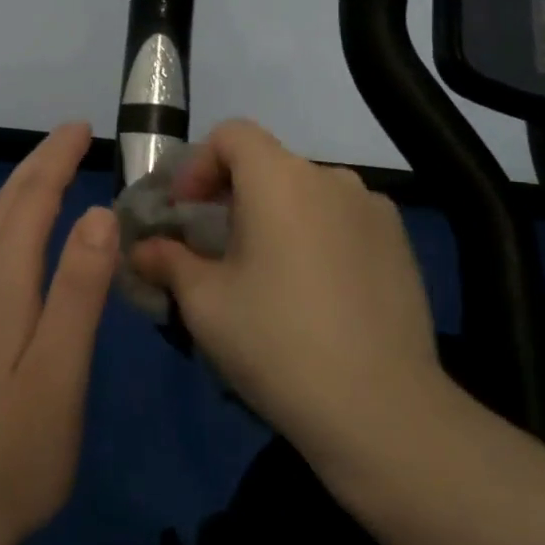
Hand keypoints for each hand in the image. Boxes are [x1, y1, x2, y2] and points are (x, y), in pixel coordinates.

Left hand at [0, 122, 116, 544]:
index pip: (29, 201)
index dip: (54, 159)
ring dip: (21, 195)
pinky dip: (10, 229)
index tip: (80, 126)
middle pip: (2, 208)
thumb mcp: (59, 373)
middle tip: (70, 137)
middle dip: (36, 166)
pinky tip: (21, 247)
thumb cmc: (10, 457)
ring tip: (52, 177)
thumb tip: (97, 213)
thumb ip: (78, 290)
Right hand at [130, 119, 449, 469]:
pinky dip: (318, 237)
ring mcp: (373, 209)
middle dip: (234, 197)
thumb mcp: (206, 304)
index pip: (233, 134)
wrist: (382, 410)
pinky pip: (344, 221)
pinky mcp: (400, 243)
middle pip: (269, 165)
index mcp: (280, 179)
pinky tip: (316, 294)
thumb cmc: (278, 343)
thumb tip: (143, 249)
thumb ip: (169, 262)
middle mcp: (331, 178)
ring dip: (278, 217)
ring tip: (268, 276)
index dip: (200, 164)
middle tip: (217, 250)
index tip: (185, 212)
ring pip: (308, 195)